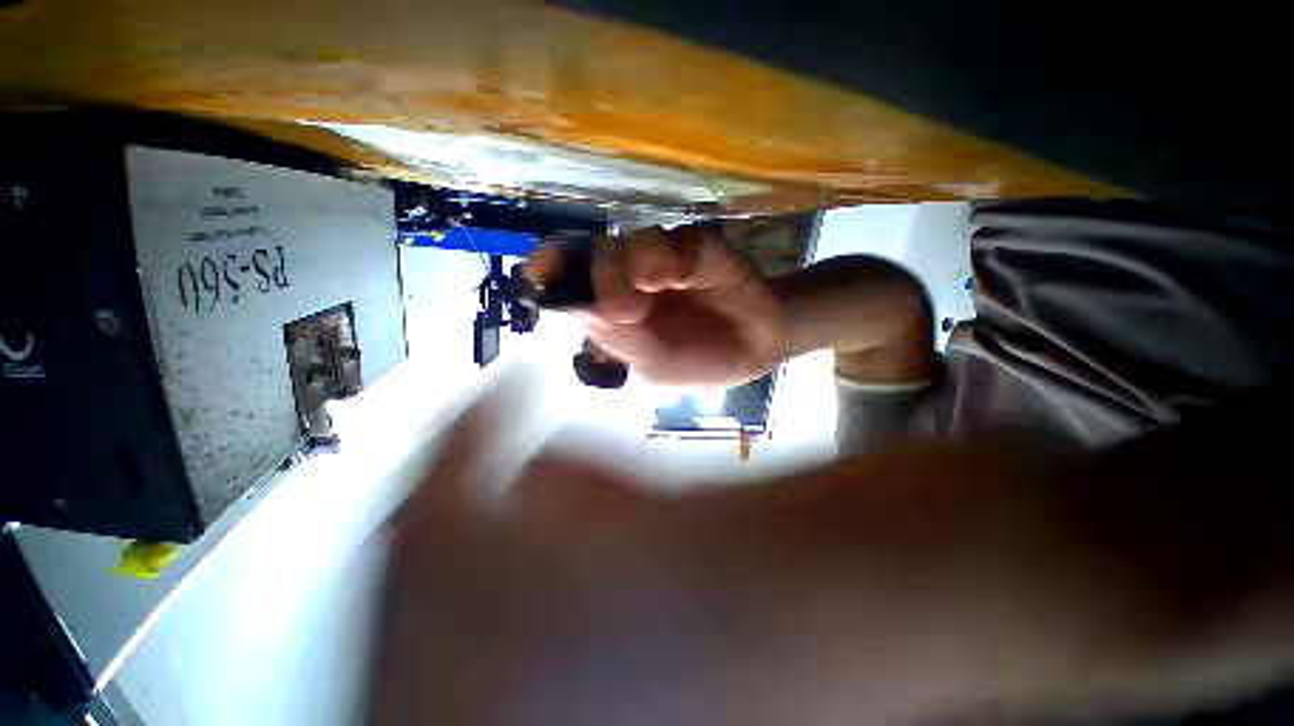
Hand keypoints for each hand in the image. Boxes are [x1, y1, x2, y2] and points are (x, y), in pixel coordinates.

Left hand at [525, 225, 786, 386]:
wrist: (756, 346)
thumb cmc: (700, 363)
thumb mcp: (653, 366)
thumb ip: (617, 339)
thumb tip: (577, 306)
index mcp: (613, 312)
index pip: (570, 282)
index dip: (551, 270)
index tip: (544, 271)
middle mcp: (630, 280)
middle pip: (596, 255)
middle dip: (604, 277)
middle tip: (630, 310)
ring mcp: (662, 260)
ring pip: (631, 240)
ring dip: (639, 264)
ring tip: (664, 287)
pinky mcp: (694, 246)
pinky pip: (675, 238)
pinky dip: (674, 255)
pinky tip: (685, 276)